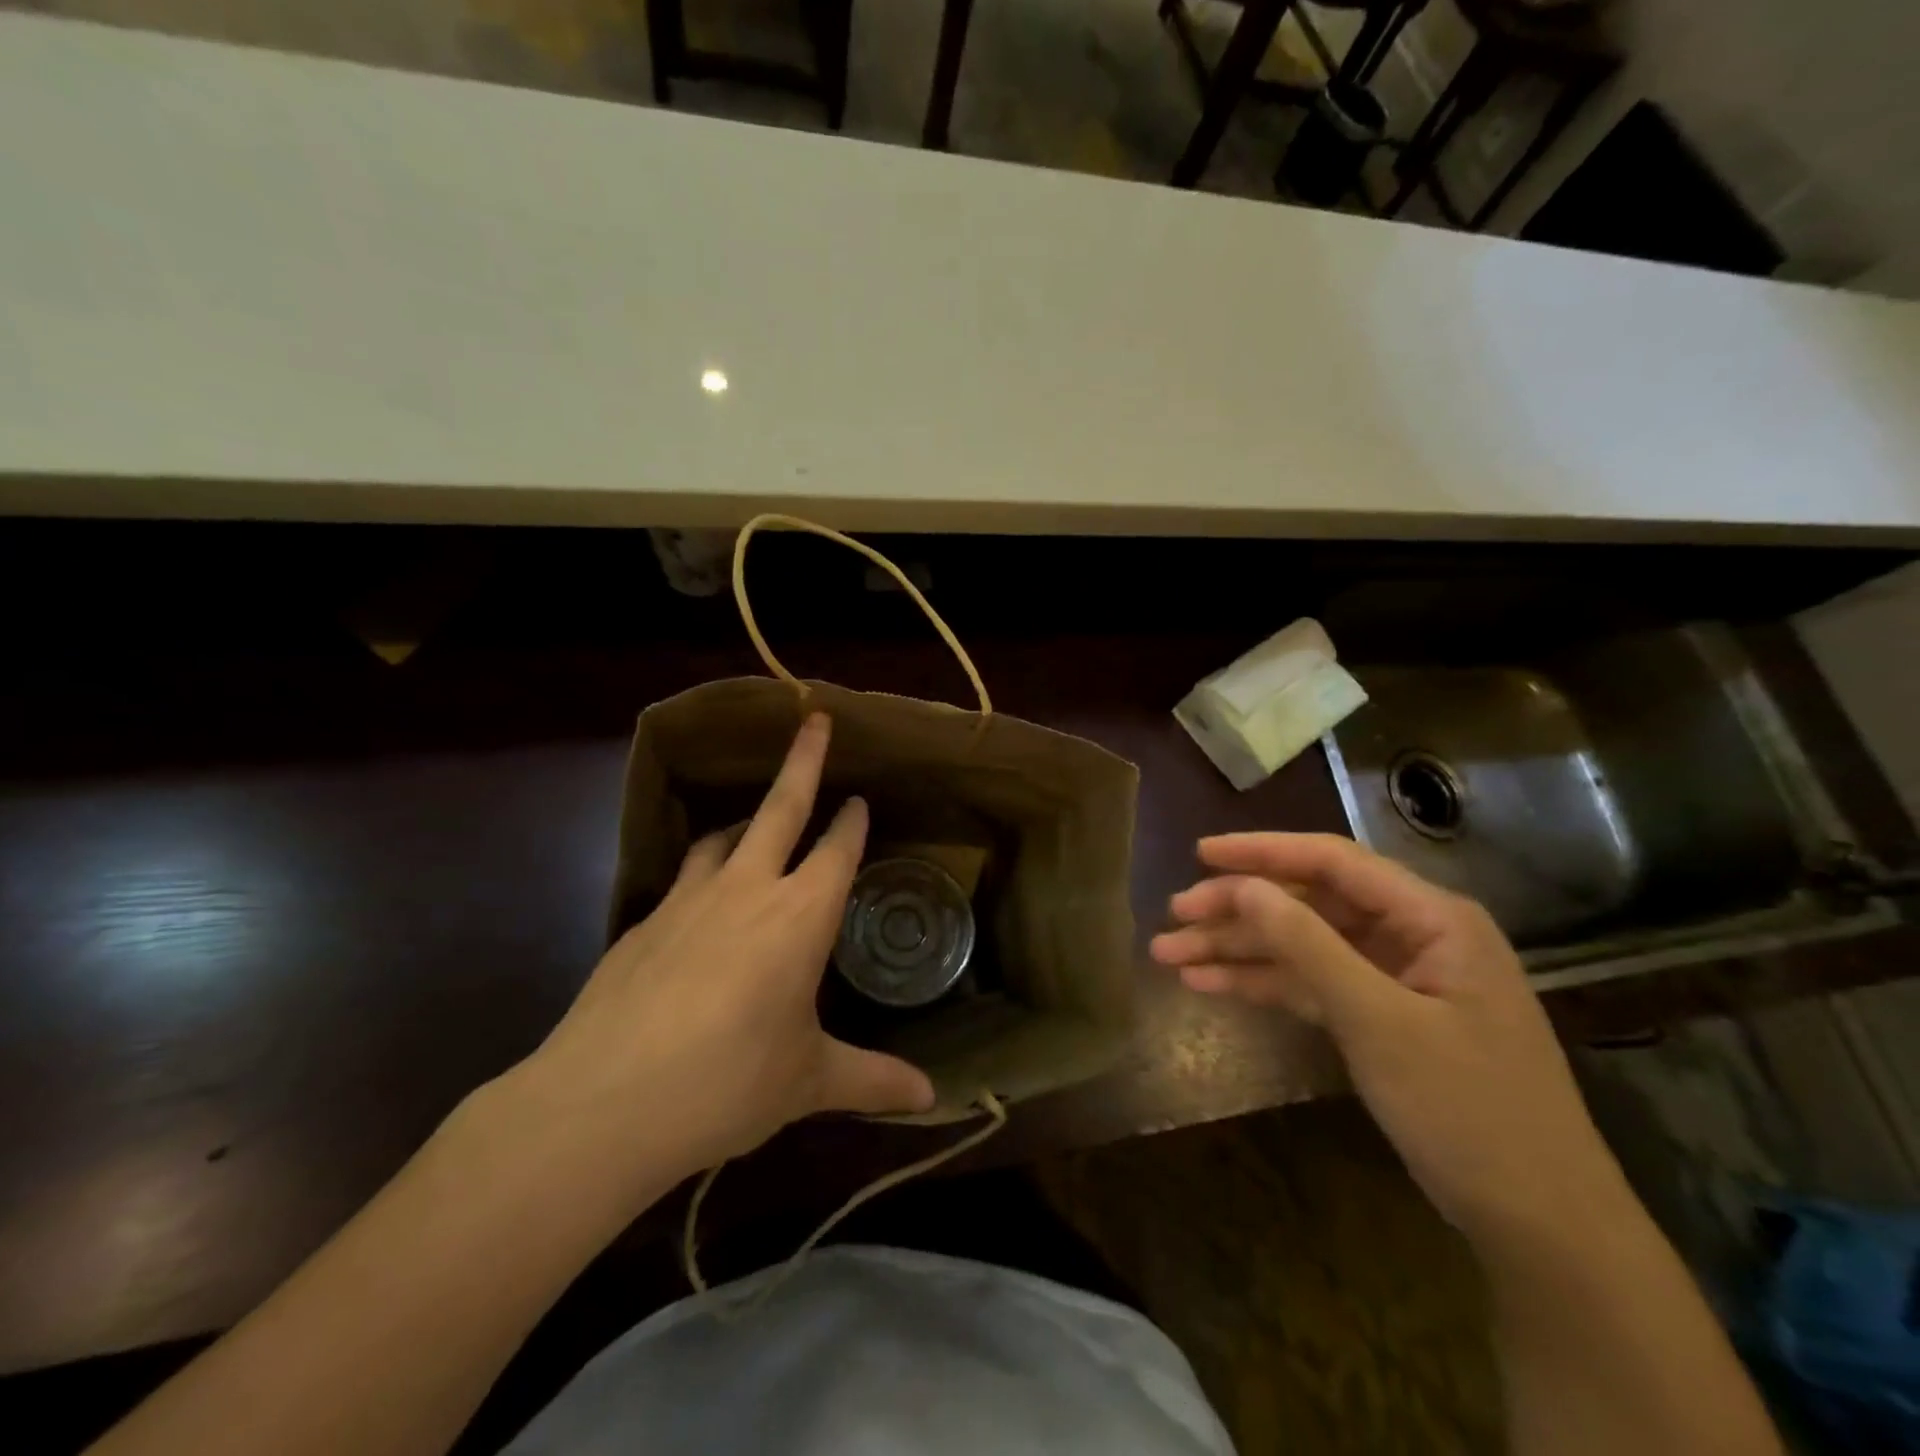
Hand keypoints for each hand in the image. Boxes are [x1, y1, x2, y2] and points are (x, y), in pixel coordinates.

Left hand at [503, 714, 934, 1202]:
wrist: (604, 1103)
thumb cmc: (728, 1083)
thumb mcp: (809, 1081)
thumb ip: (872, 1080)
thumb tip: (932, 1099)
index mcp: (799, 916)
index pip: (836, 850)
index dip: (851, 822)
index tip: (859, 799)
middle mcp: (747, 889)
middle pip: (781, 806)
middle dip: (804, 759)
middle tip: (815, 718)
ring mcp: (688, 898)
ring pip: (725, 835)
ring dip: (748, 819)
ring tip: (758, 820)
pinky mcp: (642, 921)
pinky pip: (684, 875)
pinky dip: (704, 869)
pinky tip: (701, 900)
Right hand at [1150, 833, 1625, 1245]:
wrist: (1539, 1225)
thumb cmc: (1468, 1110)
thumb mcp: (1378, 1021)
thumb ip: (1309, 946)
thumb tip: (1245, 886)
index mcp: (1431, 917)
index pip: (1333, 862)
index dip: (1262, 852)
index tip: (1200, 855)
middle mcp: (1412, 934)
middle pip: (1308, 903)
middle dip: (1239, 909)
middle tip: (1175, 916)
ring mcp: (1395, 977)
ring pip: (1301, 945)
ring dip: (1238, 949)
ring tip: (1169, 955)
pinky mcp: (1379, 1016)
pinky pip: (1311, 984)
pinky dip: (1263, 983)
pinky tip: (1208, 984)